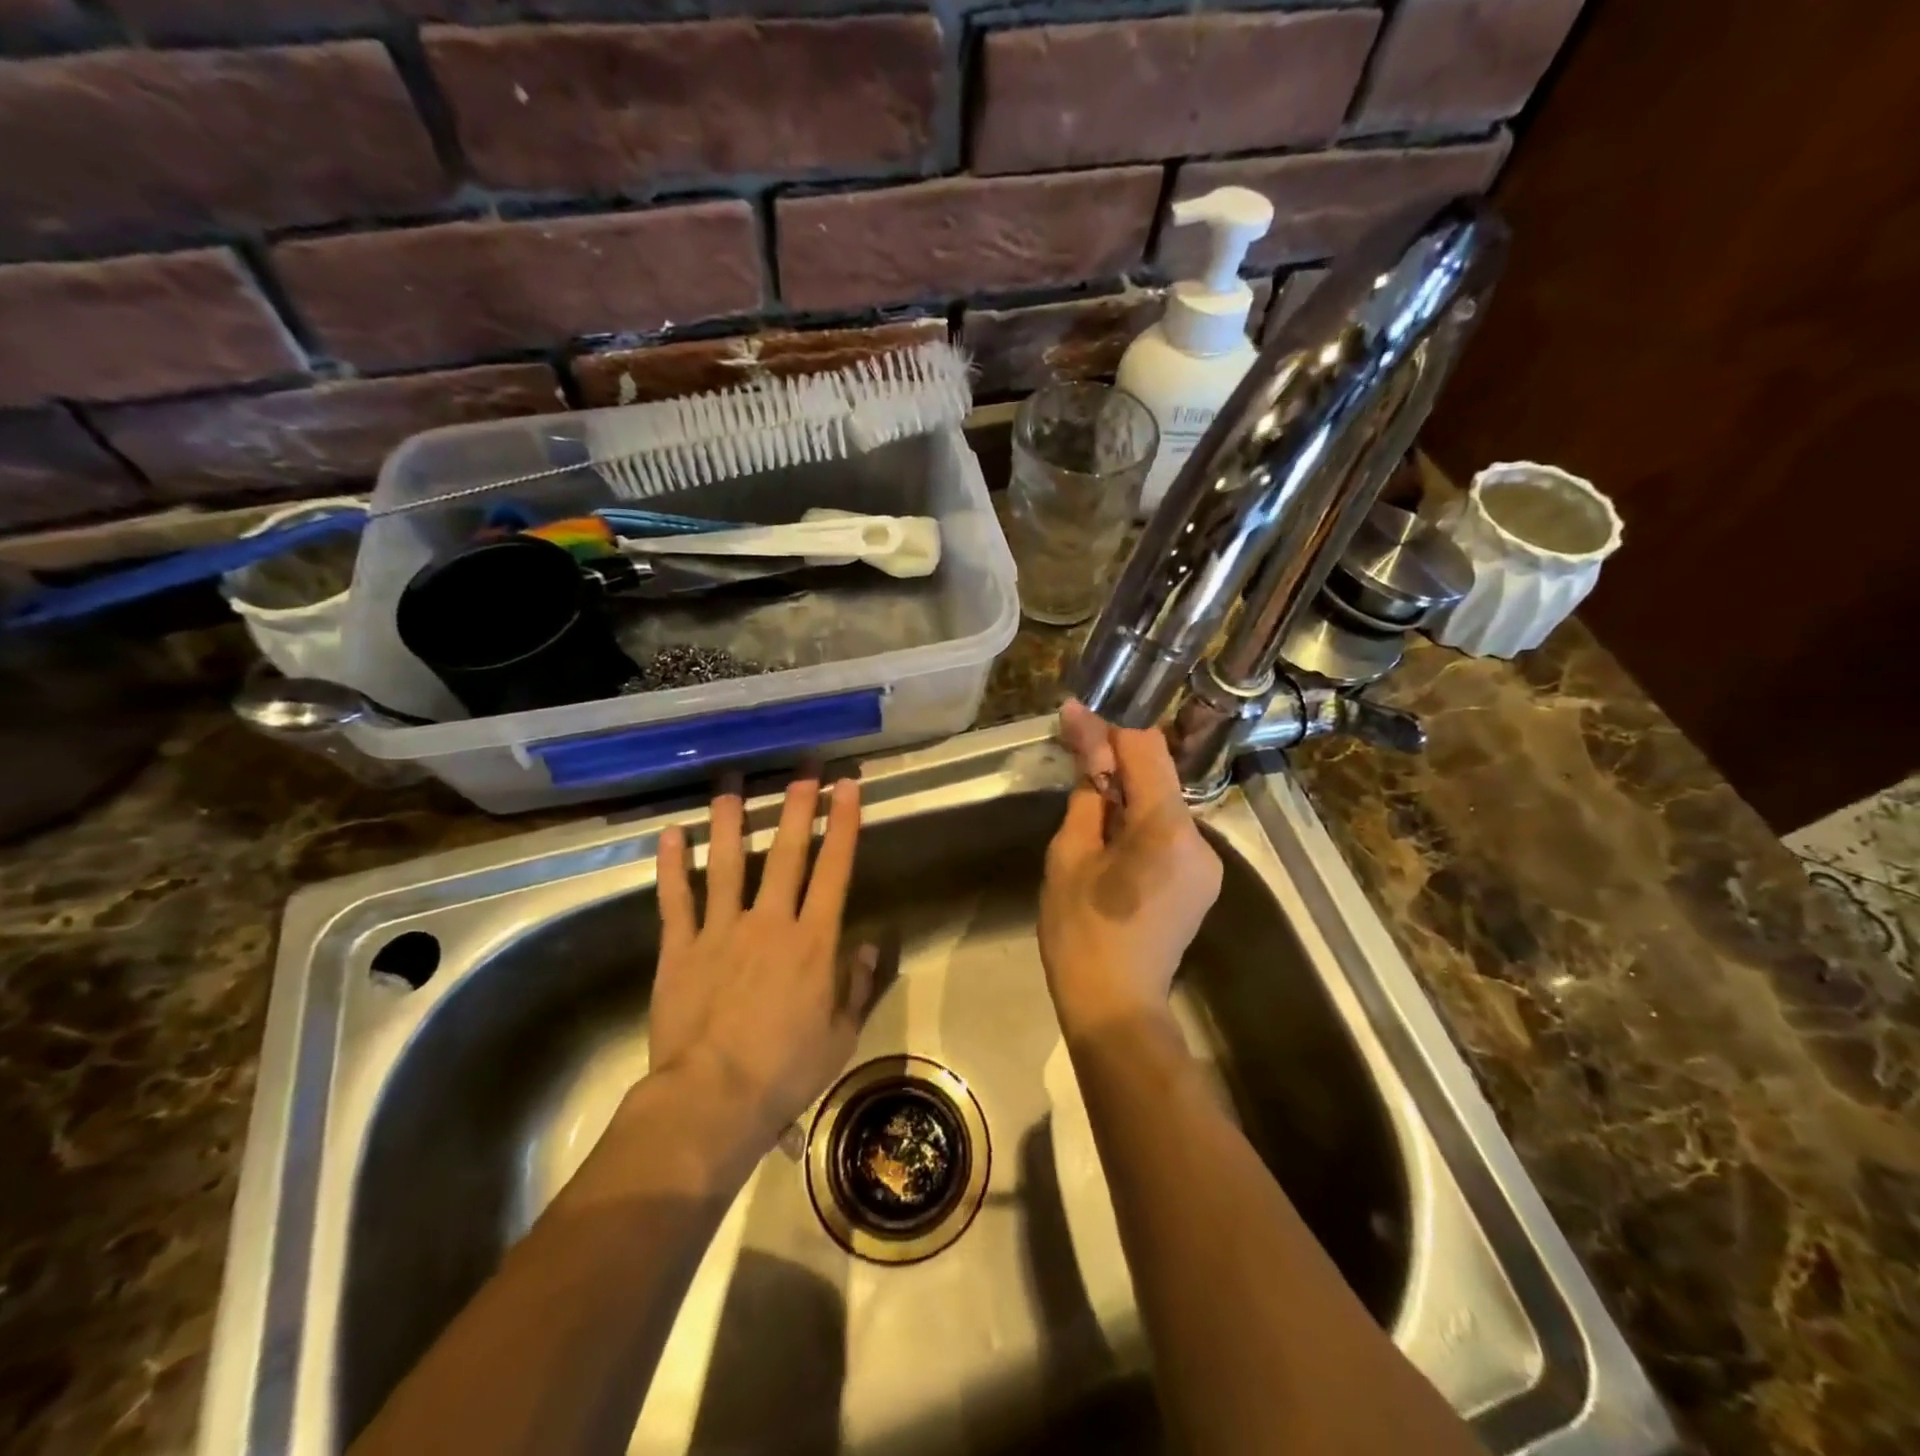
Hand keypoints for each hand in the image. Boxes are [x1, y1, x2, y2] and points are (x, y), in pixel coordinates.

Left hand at [647, 773, 875, 1140]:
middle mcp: (769, 923)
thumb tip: (869, 946)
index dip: (843, 825)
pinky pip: (676, 899)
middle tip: (802, 772)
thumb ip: (857, 986)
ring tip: (732, 785)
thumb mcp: (840, 1036)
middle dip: (797, 809)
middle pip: (786, 854)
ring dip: (731, 821)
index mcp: (813, 942)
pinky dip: (672, 865)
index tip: (847, 788)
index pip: (834, 871)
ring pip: (727, 864)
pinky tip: (671, 833)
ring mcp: (720, 931)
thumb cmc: (785, 1071)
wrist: (712, 1099)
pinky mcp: (680, 949)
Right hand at [1039, 701, 1222, 1033]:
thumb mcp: (1069, 857)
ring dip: (1127, 790)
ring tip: (1087, 792)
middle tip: (1075, 745)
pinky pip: (1169, 834)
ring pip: (1164, 805)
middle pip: (1159, 777)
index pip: (1147, 751)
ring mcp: (1207, 864)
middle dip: (1117, 758)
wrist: (1116, 1008)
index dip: (1112, 724)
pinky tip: (1109, 832)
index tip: (1081, 709)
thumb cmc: (1081, 933)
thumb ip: (1086, 798)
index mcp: (1167, 829)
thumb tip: (1086, 750)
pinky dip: (1139, 821)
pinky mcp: (1200, 882)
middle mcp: (1200, 839)